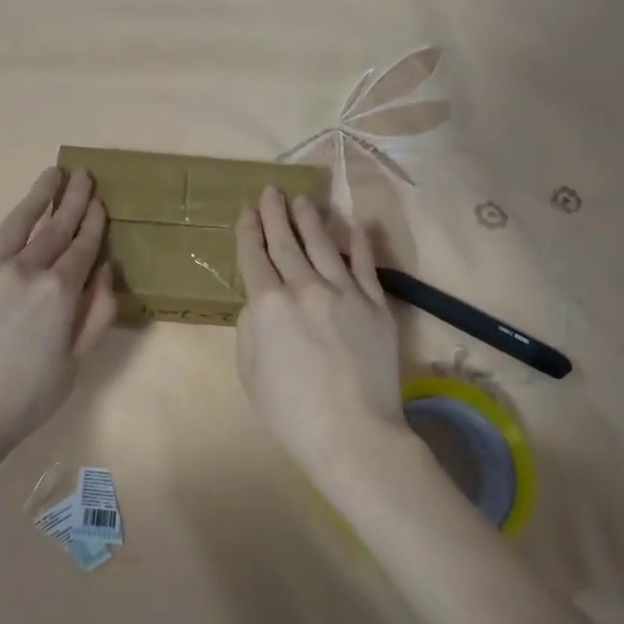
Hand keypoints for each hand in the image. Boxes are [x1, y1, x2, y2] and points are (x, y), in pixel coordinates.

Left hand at [0, 167, 116, 450]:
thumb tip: (105, 272)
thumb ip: (96, 315)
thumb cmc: (25, 398)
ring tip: (50, 174)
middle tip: (82, 174)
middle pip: (53, 228)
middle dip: (71, 200)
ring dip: (35, 197)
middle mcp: (23, 271)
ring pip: (15, 224)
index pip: (81, 248)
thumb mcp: (75, 364)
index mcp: (58, 293)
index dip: (93, 222)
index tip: (99, 200)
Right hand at [236, 188, 404, 485]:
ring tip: (304, 200)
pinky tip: (353, 226)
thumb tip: (260, 302)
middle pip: (286, 242)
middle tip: (271, 190)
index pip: (254, 256)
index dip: (248, 230)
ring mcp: (345, 292)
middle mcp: (305, 287)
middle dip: (276, 214)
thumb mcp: (249, 371)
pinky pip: (365, 265)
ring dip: (311, 219)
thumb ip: (250, 327)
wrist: (352, 433)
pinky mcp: (376, 304)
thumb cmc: (290, 411)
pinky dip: (358, 243)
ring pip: (324, 245)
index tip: (247, 210)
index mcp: (268, 305)